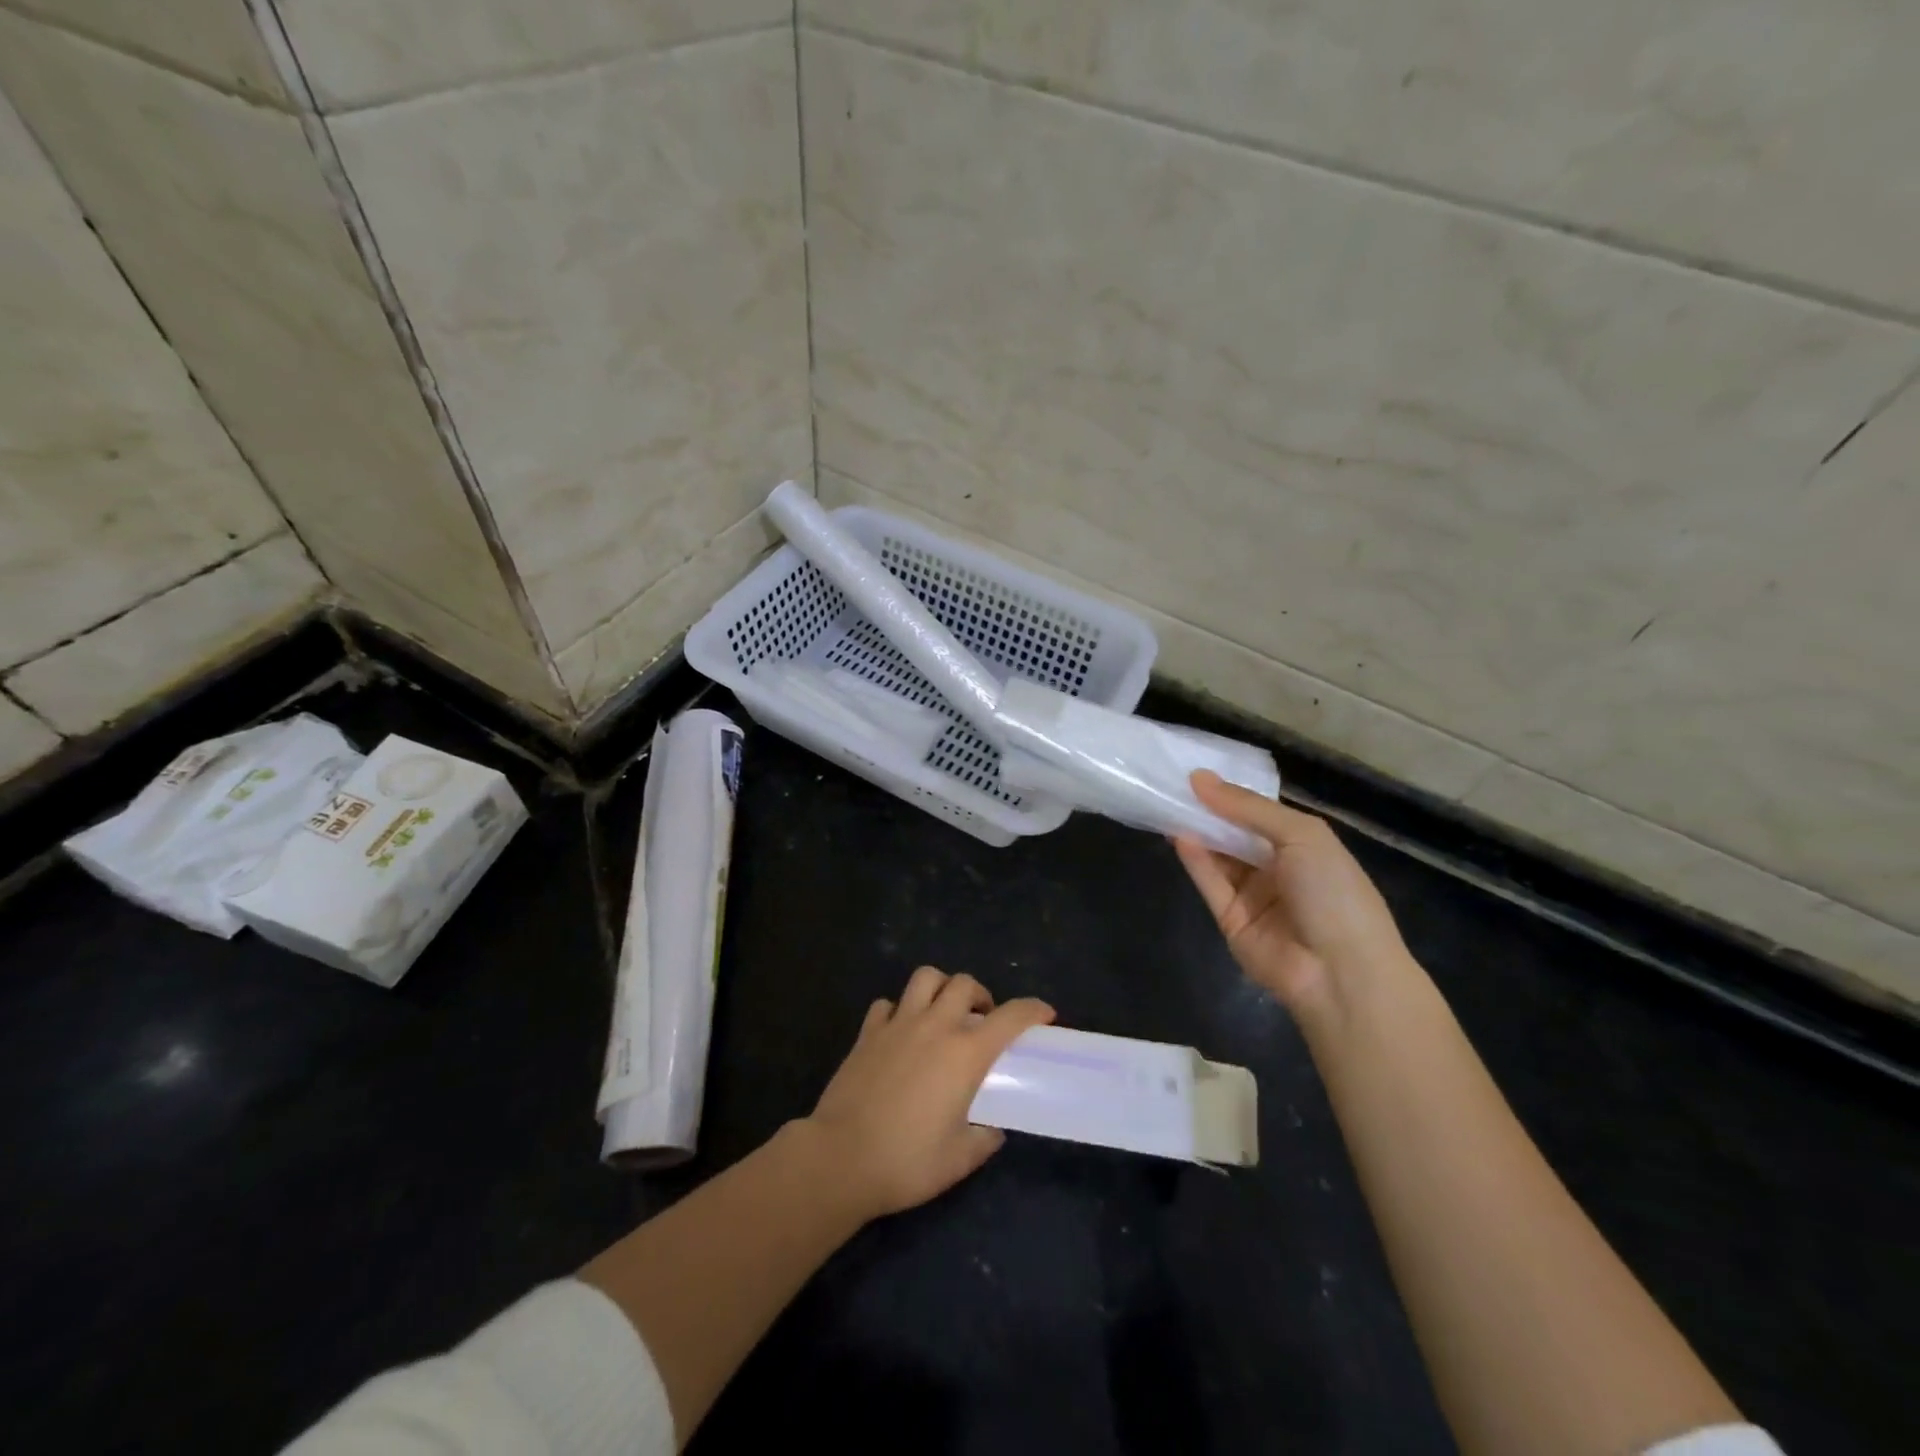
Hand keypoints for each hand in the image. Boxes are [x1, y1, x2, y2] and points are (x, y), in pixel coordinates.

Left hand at [804, 967, 1053, 1219]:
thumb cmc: (906, 1162)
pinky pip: (887, 1004)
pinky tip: (901, 1032)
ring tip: (943, 1012)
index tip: (1044, 1014)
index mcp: (965, 1054)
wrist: (840, 1159)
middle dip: (981, 994)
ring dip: (941, 987)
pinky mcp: (867, 1033)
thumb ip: (983, 1139)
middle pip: (964, 983)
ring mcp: (897, 1024)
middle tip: (982, 1019)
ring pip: (925, 978)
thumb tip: (991, 1129)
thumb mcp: (959, 1159)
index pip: (1010, 1016)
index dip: (1032, 1009)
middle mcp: (934, 1026)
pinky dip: (899, 1010)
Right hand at [1174, 771, 1410, 1020]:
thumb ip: (1248, 807)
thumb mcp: (1302, 835)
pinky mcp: (1230, 920)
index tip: (1198, 774)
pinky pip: (1211, 884)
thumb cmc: (1334, 892)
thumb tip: (1200, 778)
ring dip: (1198, 832)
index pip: (1261, 814)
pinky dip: (1195, 860)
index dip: (1232, 795)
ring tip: (1168, 804)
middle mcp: (1278, 869)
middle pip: (1236, 835)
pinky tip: (1179, 835)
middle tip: (1173, 785)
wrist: (1341, 972)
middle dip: (1209, 812)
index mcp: (1305, 847)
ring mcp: (1254, 897)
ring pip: (1219, 857)